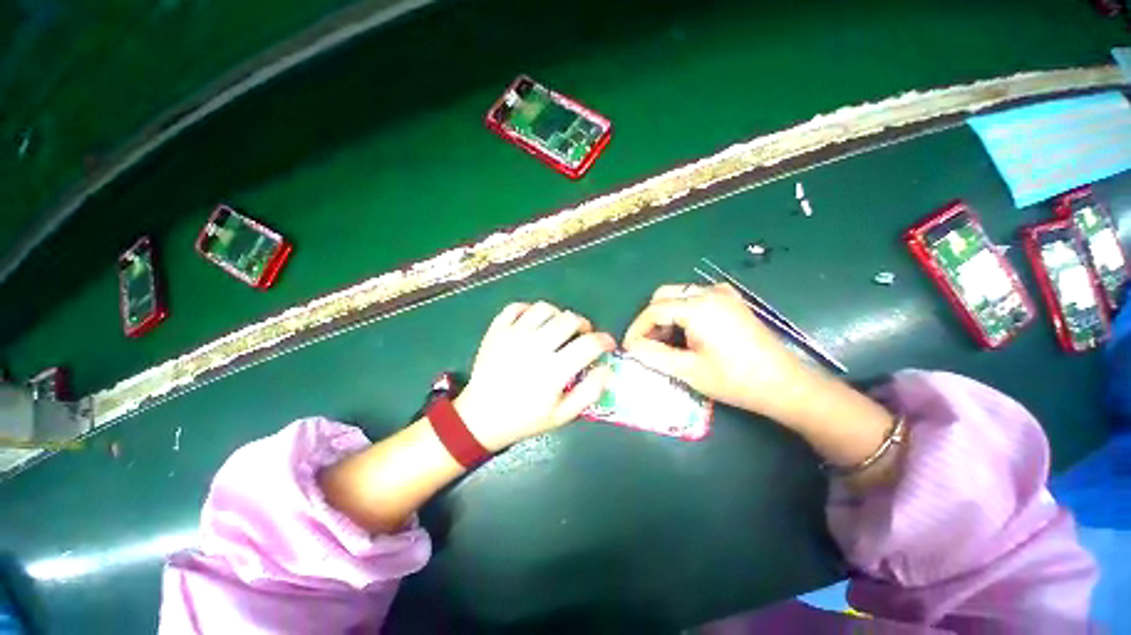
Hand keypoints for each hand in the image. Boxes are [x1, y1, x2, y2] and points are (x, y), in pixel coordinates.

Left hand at [455, 302, 615, 450]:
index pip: (589, 344)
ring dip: (558, 315)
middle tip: (583, 335)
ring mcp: (513, 335)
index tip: (607, 344)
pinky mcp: (496, 331)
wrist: (480, 418)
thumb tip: (607, 369)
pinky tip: (533, 322)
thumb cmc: (524, 419)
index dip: (604, 340)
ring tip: (558, 327)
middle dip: (584, 325)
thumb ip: (590, 392)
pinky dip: (528, 310)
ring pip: (544, 308)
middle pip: (569, 319)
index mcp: (553, 370)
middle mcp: (535, 347)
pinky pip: (515, 307)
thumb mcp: (563, 415)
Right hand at [622, 283, 815, 421]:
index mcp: (698, 307)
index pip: (654, 310)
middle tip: (647, 344)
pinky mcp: (731, 302)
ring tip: (665, 342)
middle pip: (664, 296)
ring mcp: (723, 294)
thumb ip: (653, 356)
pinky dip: (682, 312)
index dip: (637, 329)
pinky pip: (695, 298)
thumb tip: (630, 348)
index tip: (629, 348)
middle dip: (650, 319)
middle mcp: (709, 292)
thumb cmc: (735, 380)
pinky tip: (686, 332)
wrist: (784, 384)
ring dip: (665, 315)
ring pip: (679, 296)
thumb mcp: (688, 370)